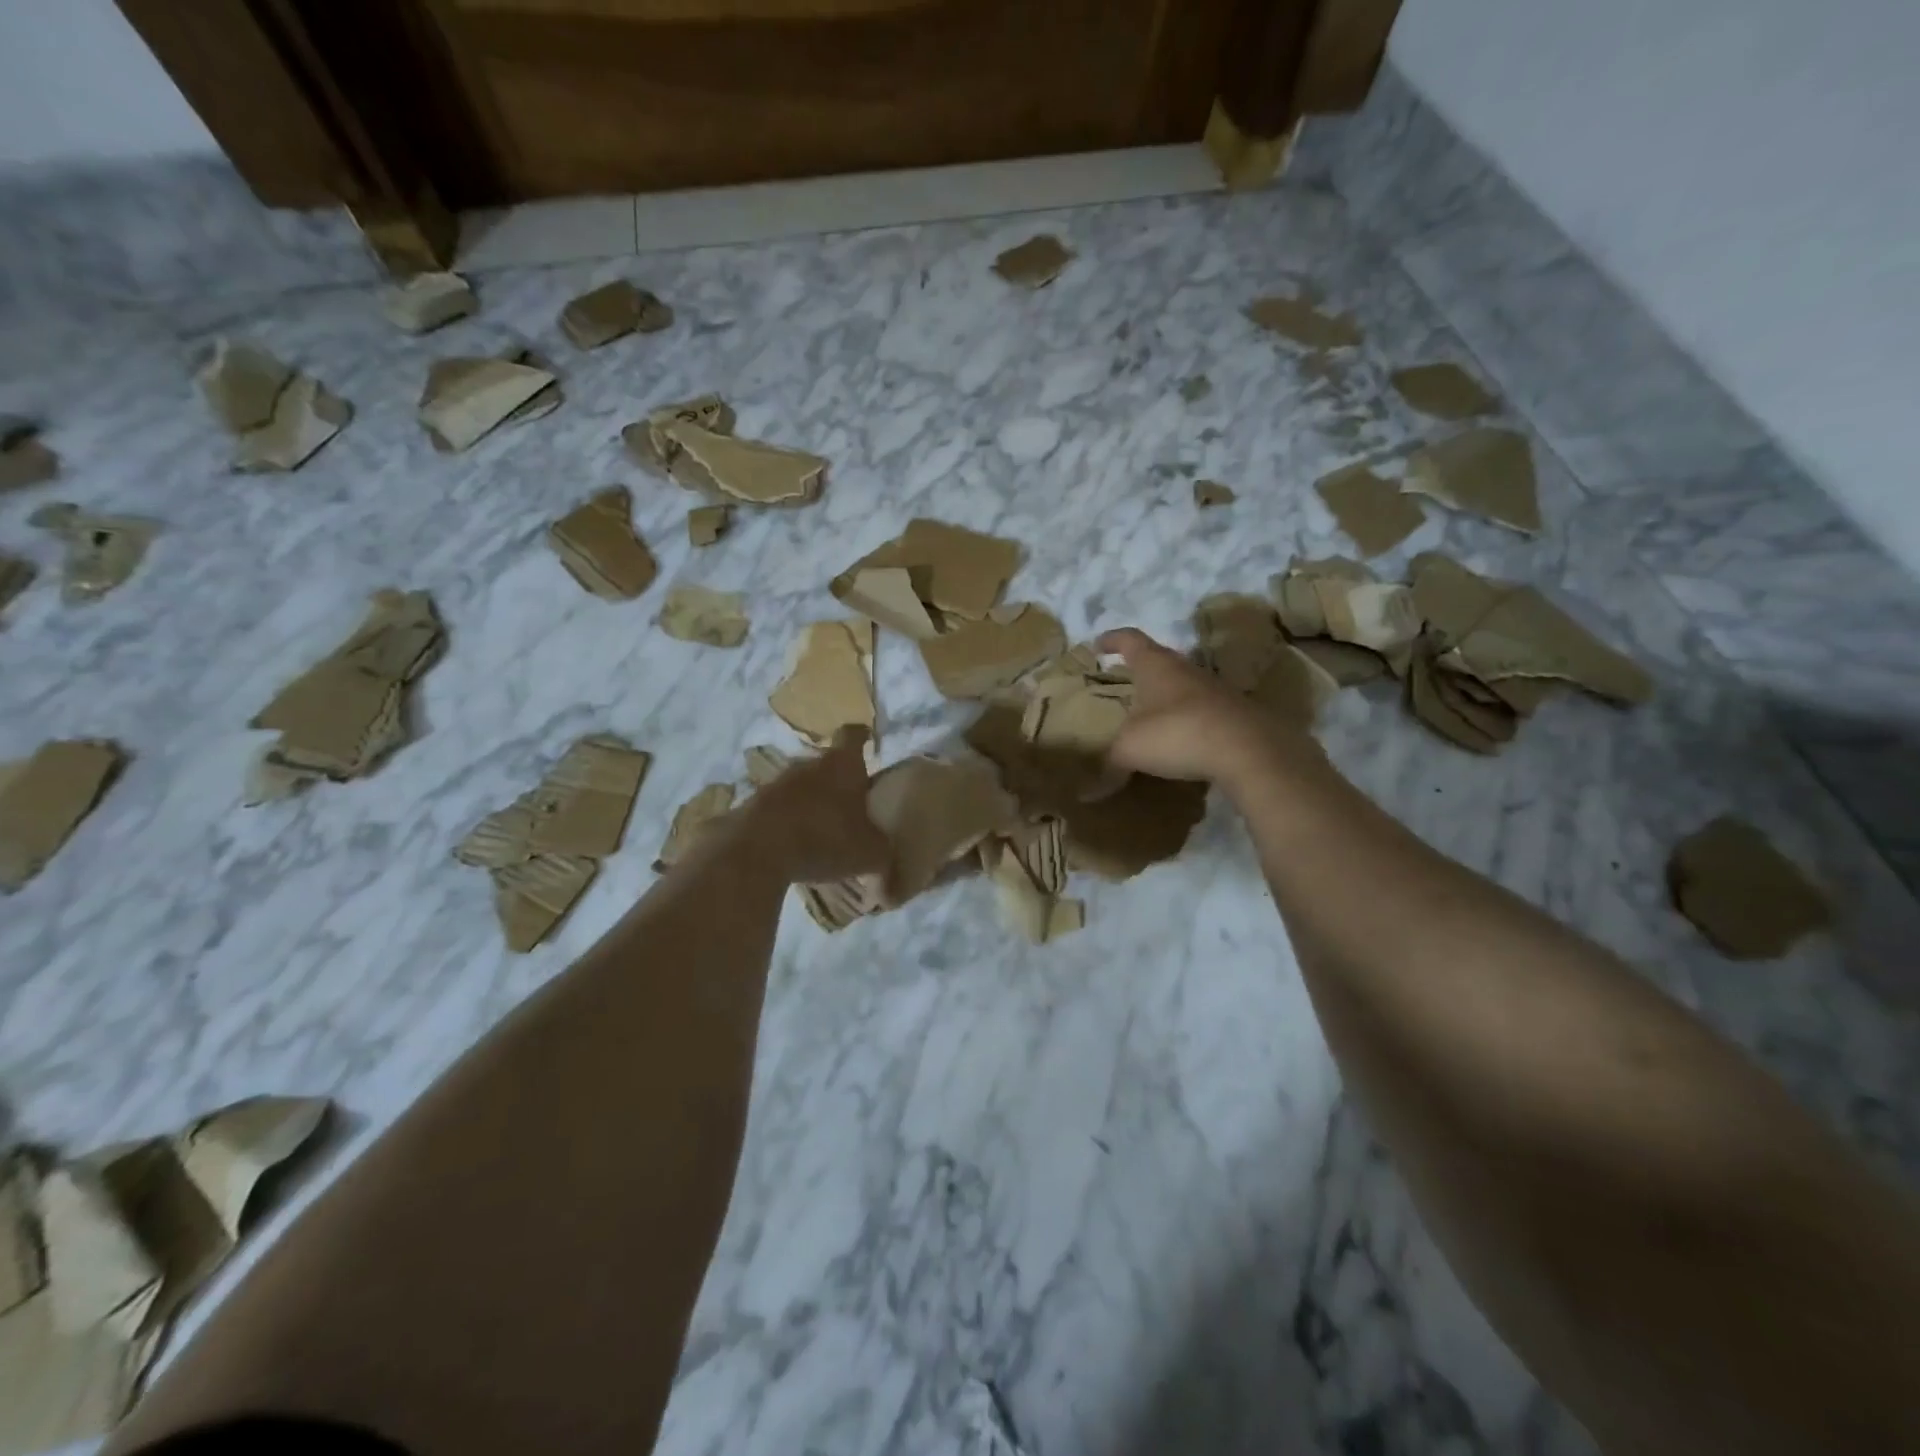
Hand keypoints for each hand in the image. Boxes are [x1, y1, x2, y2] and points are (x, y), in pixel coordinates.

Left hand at [740, 727, 890, 884]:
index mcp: (842, 764)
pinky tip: (795, 847)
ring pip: (801, 787)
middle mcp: (809, 764)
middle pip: (826, 764)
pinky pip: (779, 809)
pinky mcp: (753, 805)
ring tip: (822, 831)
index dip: (863, 737)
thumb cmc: (825, 838)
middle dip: (838, 781)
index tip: (868, 743)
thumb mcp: (870, 853)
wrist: (757, 850)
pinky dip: (788, 823)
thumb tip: (888, 860)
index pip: (853, 735)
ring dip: (811, 803)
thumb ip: (882, 852)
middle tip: (851, 804)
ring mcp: (776, 783)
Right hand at [1099, 628, 1312, 787]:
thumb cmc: (1177, 733)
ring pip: (1184, 685)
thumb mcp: (1131, 749)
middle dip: (1141, 669)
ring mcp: (1215, 689)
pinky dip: (1188, 719)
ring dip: (1167, 695)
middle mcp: (1186, 669)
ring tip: (1151, 713)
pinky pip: (1203, 710)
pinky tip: (1182, 739)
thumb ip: (1109, 765)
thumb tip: (1088, 792)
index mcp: (1156, 666)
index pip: (1131, 640)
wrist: (1248, 750)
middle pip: (1160, 660)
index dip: (1113, 640)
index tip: (1099, 644)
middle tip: (1124, 680)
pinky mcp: (1235, 712)